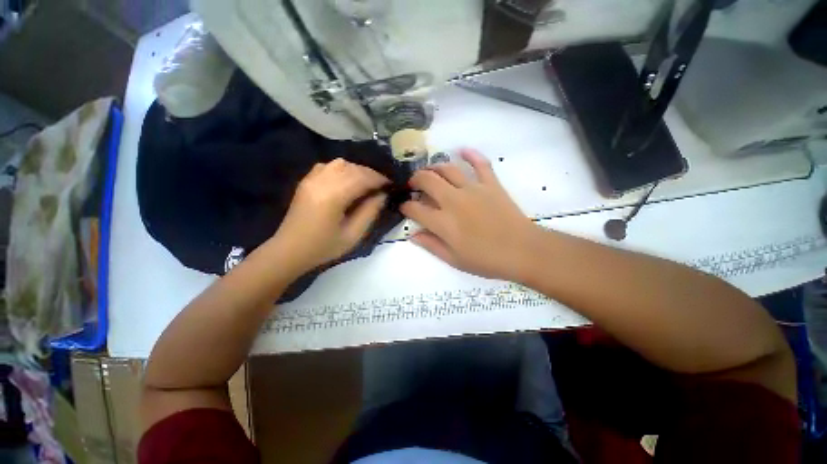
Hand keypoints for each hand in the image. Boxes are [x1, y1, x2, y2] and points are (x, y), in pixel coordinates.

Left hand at [274, 158, 388, 272]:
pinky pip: (328, 166)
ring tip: (366, 183)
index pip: (362, 178)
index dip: (379, 179)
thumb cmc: (323, 247)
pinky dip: (342, 169)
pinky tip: (347, 181)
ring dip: (357, 170)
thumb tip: (382, 195)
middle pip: (352, 168)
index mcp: (333, 196)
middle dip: (371, 174)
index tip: (391, 185)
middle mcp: (321, 181)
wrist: (290, 250)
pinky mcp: (306, 180)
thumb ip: (370, 212)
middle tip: (382, 186)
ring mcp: (311, 179)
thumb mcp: (353, 235)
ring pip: (340, 163)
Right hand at [401, 149, 539, 281]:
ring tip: (430, 172)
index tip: (404, 207)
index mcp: (443, 222)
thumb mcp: (454, 260)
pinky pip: (480, 163)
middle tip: (413, 185)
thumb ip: (431, 245)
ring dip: (434, 167)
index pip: (415, 208)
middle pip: (427, 180)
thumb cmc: (486, 260)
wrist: (522, 251)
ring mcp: (473, 189)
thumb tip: (413, 235)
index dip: (405, 207)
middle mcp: (453, 200)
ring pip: (447, 169)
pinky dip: (470, 154)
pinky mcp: (490, 184)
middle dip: (415, 180)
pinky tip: (461, 150)